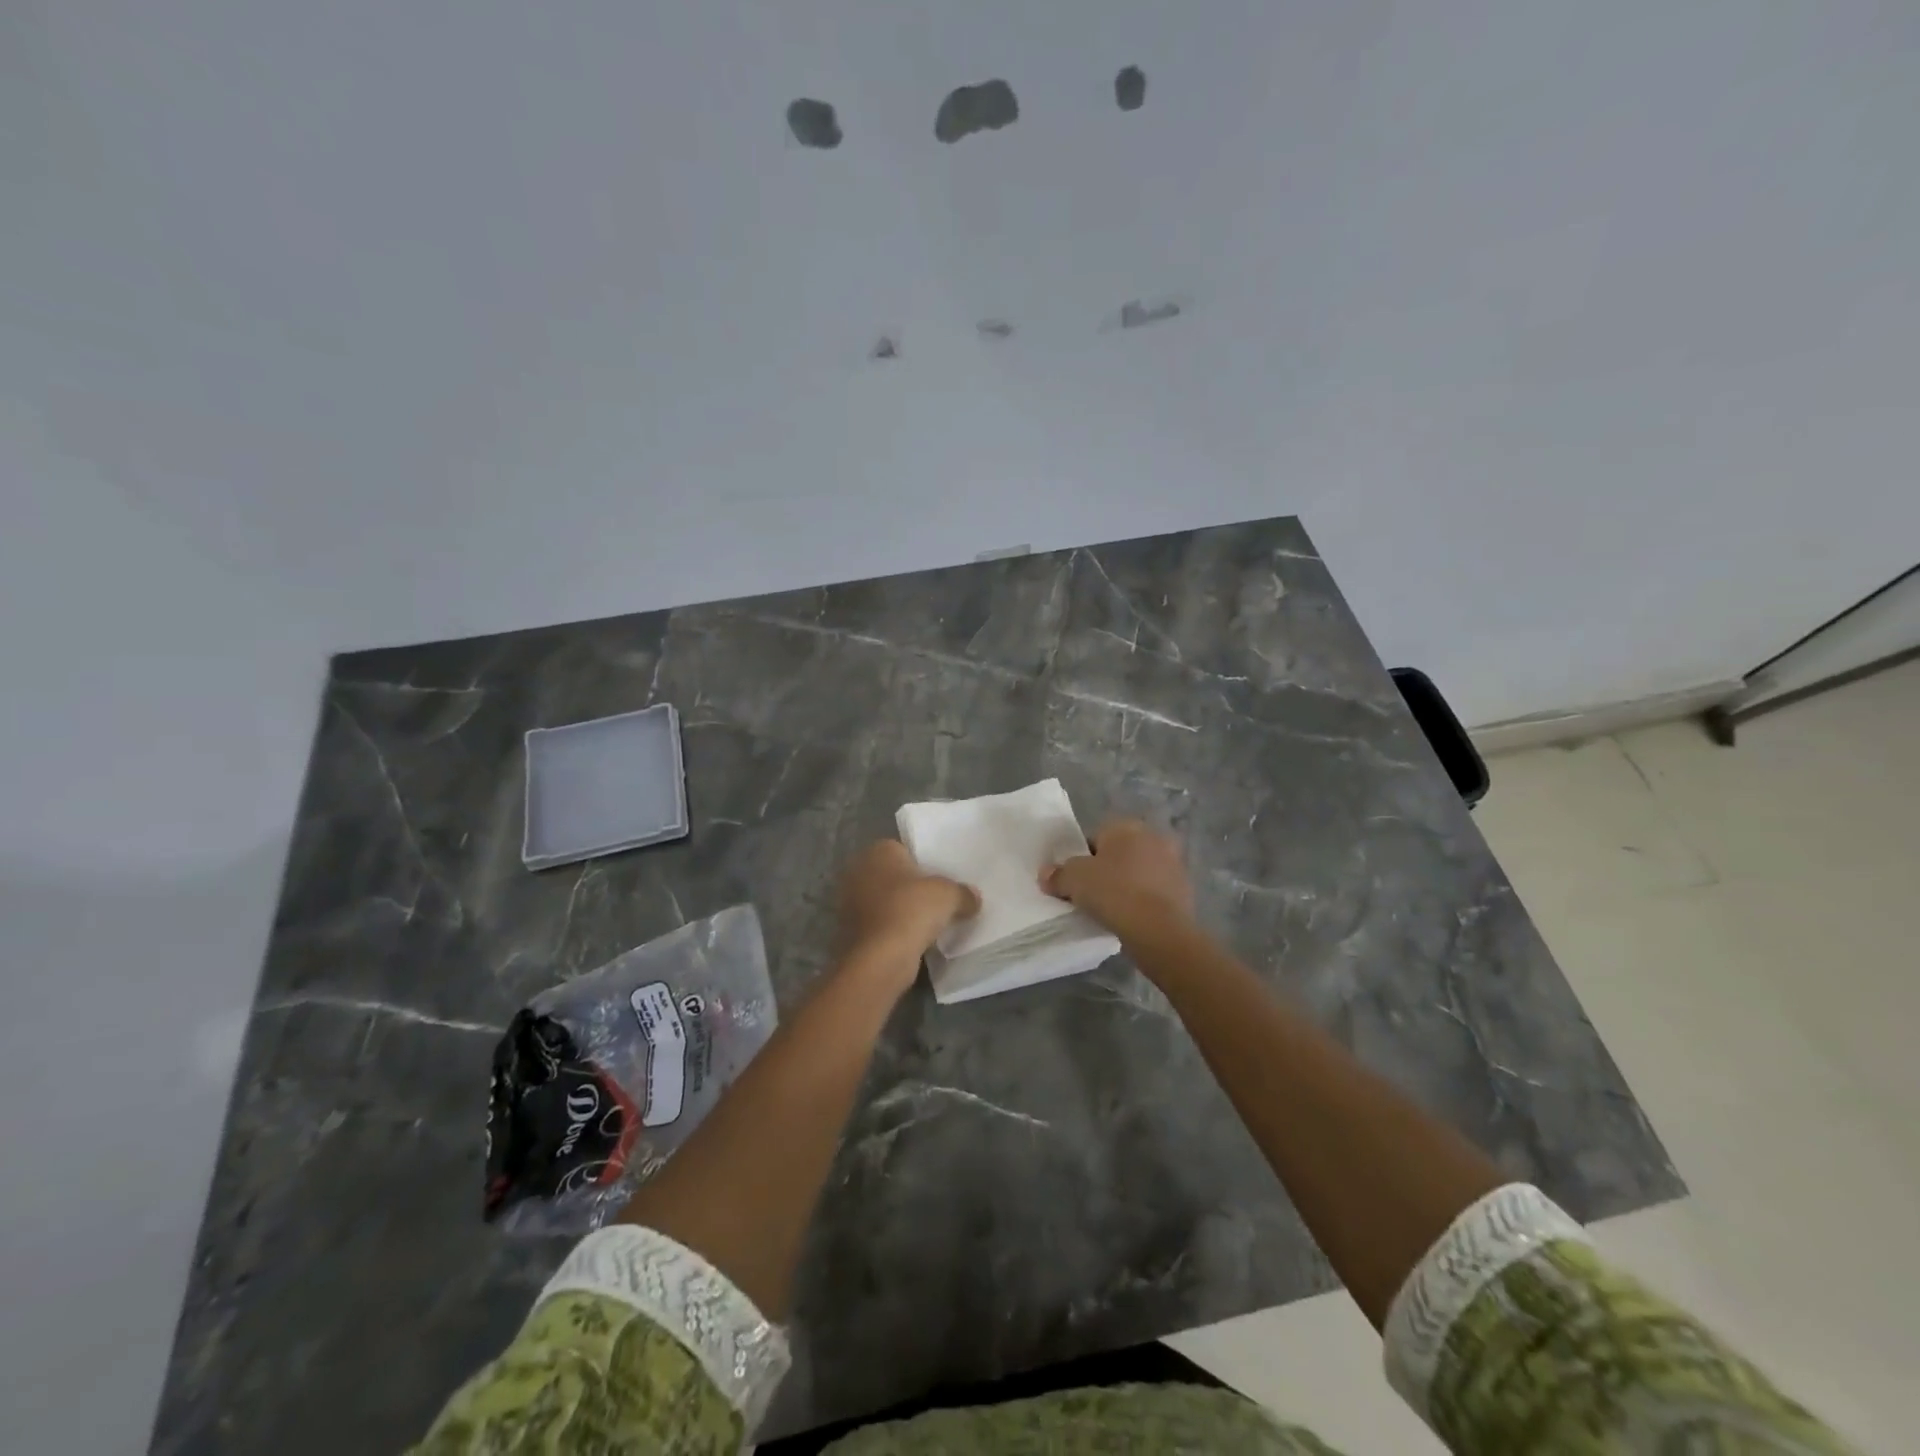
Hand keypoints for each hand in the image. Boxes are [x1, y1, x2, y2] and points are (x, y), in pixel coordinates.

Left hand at [837, 840, 980, 978]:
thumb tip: (973, 898)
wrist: (880, 958)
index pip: (904, 850)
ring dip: (901, 910)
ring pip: (884, 900)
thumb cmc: (912, 910)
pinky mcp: (849, 930)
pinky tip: (911, 940)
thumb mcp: (950, 896)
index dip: (924, 864)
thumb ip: (963, 892)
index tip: (941, 880)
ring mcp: (849, 901)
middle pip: (893, 875)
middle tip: (937, 900)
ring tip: (927, 923)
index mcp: (879, 851)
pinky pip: (879, 923)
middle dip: (911, 887)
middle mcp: (859, 870)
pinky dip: (892, 929)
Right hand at [1040, 818, 1192, 937]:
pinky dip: (1143, 900)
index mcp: (1127, 826)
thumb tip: (1046, 874)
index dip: (1081, 859)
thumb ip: (1057, 874)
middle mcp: (1153, 837)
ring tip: (1110, 909)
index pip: (1096, 837)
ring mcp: (1173, 863)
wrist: (1160, 930)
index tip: (1075, 880)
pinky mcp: (1184, 889)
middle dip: (1107, 869)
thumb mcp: (1074, 880)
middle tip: (1090, 894)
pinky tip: (1130, 918)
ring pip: (1138, 872)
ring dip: (1127, 885)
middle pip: (1119, 853)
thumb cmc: (1114, 892)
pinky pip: (1153, 891)